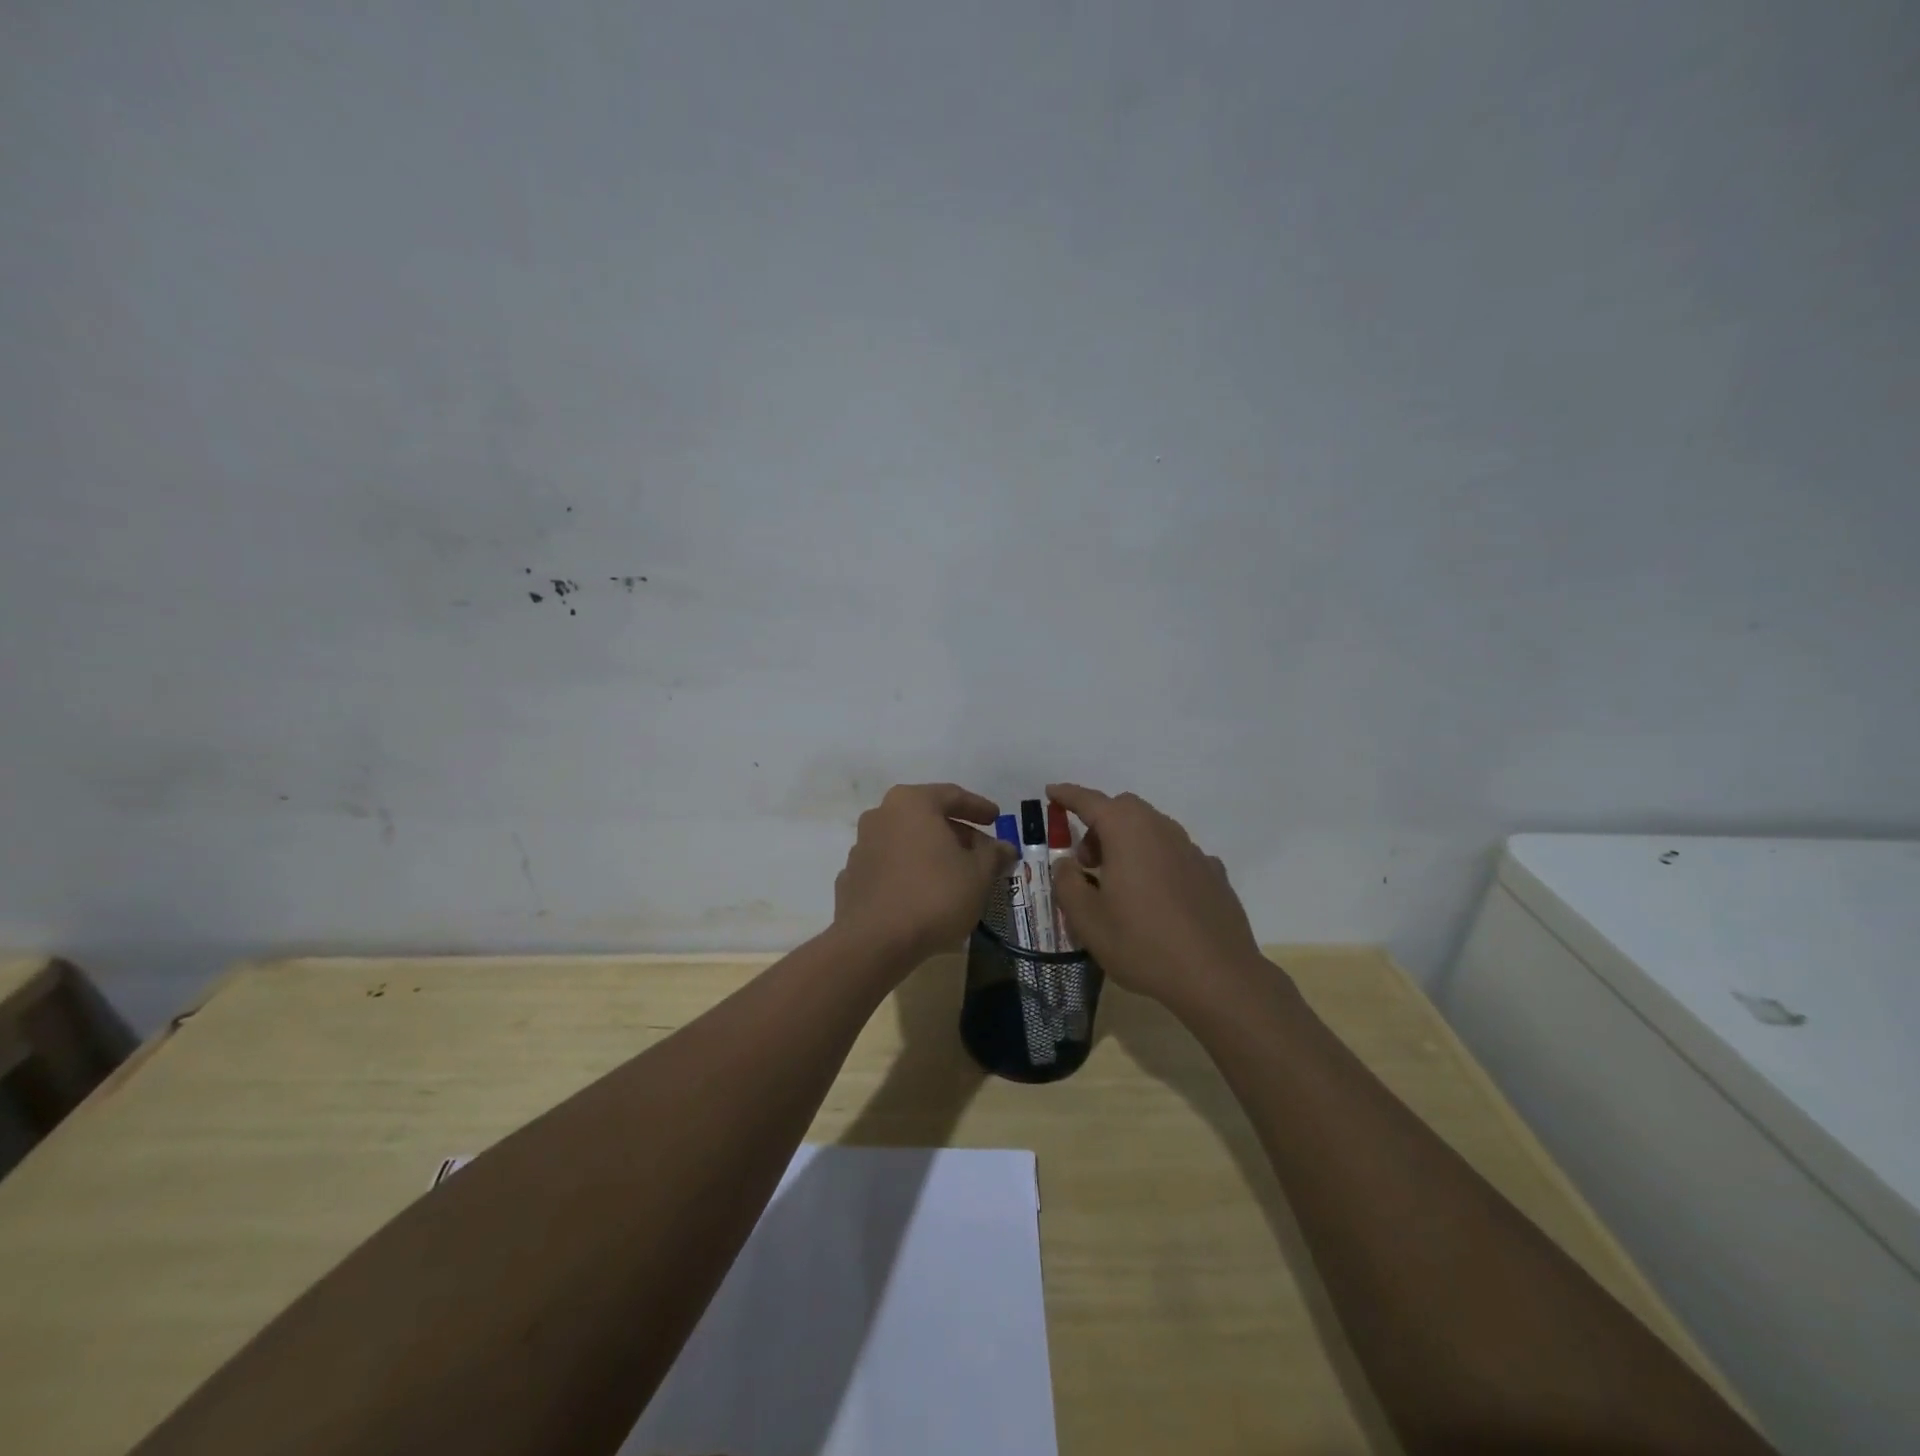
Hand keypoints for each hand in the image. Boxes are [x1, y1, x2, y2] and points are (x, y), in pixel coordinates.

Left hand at [833, 783, 1016, 966]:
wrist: (874, 942)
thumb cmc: (934, 895)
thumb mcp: (978, 874)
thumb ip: (993, 855)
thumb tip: (1004, 847)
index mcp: (912, 803)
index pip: (952, 795)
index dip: (978, 807)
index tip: (996, 818)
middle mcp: (881, 815)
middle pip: (926, 817)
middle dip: (956, 832)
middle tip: (980, 851)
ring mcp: (861, 846)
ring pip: (905, 841)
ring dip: (931, 852)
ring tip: (954, 874)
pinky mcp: (851, 877)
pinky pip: (889, 866)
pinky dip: (908, 872)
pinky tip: (922, 892)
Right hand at [1047, 783, 1265, 1011]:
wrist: (1217, 976)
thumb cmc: (1142, 944)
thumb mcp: (1087, 920)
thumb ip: (1067, 883)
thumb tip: (1066, 863)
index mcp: (1127, 832)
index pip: (1090, 801)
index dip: (1067, 795)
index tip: (1051, 792)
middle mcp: (1161, 829)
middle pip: (1125, 810)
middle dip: (1100, 823)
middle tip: (1086, 860)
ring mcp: (1192, 850)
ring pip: (1153, 829)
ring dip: (1129, 842)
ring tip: (1118, 881)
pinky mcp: (1213, 873)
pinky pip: (1176, 855)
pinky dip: (1157, 862)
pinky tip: (1157, 896)